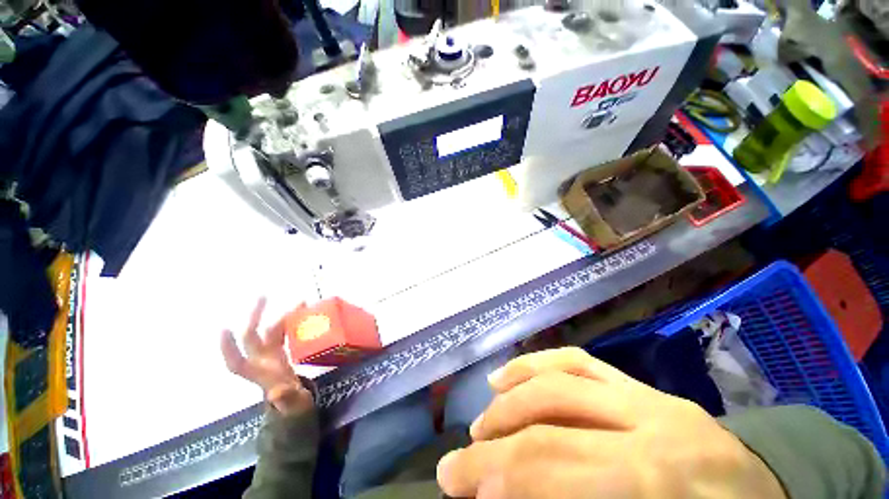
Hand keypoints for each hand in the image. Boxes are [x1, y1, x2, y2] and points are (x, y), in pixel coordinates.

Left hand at [221, 298, 313, 416]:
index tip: (224, 329)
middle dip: (255, 317)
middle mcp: (261, 360)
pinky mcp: (282, 349)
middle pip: (252, 337)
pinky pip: (285, 331)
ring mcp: (271, 353)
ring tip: (301, 302)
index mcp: (259, 374)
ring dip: (283, 315)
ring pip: (272, 330)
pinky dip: (293, 320)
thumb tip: (279, 392)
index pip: (236, 362)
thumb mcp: (291, 403)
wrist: (294, 401)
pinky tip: (304, 311)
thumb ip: (286, 398)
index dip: (228, 347)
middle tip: (263, 297)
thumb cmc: (290, 404)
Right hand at [437, 347, 786, 498]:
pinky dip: (535, 365)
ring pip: (559, 378)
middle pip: (552, 424)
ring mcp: (645, 395)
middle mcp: (651, 425)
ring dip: (510, 400)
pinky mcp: (638, 383)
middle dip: (494, 445)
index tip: (464, 491)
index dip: (505, 479)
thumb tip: (508, 498)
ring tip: (481, 422)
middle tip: (455, 464)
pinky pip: (576, 359)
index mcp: (661, 481)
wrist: (770, 494)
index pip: (560, 471)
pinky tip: (508, 376)